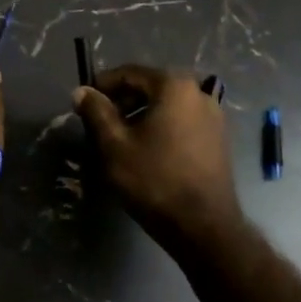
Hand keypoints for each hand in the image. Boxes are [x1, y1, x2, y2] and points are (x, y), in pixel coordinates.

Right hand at [73, 65, 239, 246]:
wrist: (204, 228)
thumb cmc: (155, 180)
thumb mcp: (115, 145)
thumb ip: (96, 112)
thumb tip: (81, 91)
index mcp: (174, 86)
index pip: (129, 73)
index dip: (102, 86)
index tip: (84, 104)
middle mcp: (198, 92)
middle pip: (149, 87)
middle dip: (122, 102)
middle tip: (100, 124)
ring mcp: (213, 115)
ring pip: (166, 105)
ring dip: (141, 116)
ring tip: (120, 140)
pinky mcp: (219, 138)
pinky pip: (182, 121)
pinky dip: (161, 127)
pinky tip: (147, 151)